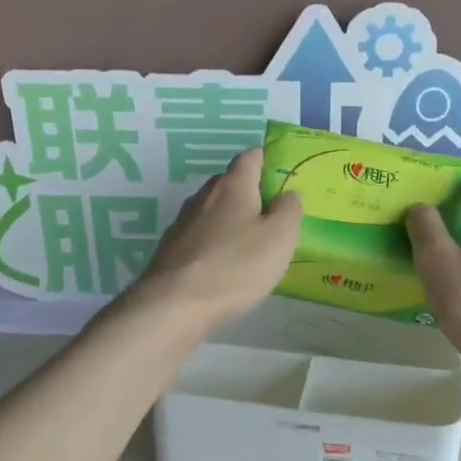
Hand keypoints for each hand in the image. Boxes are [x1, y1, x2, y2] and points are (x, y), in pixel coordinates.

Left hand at [138, 146, 302, 327]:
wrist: (175, 304)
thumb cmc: (235, 266)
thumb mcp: (279, 238)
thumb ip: (289, 210)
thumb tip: (288, 193)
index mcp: (233, 186)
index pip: (250, 156)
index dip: (267, 159)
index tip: (281, 173)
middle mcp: (204, 195)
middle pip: (229, 182)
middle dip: (250, 192)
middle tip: (272, 214)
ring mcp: (183, 221)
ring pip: (213, 210)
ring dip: (231, 219)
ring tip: (249, 242)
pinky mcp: (171, 247)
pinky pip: (199, 235)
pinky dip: (214, 241)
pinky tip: (224, 263)